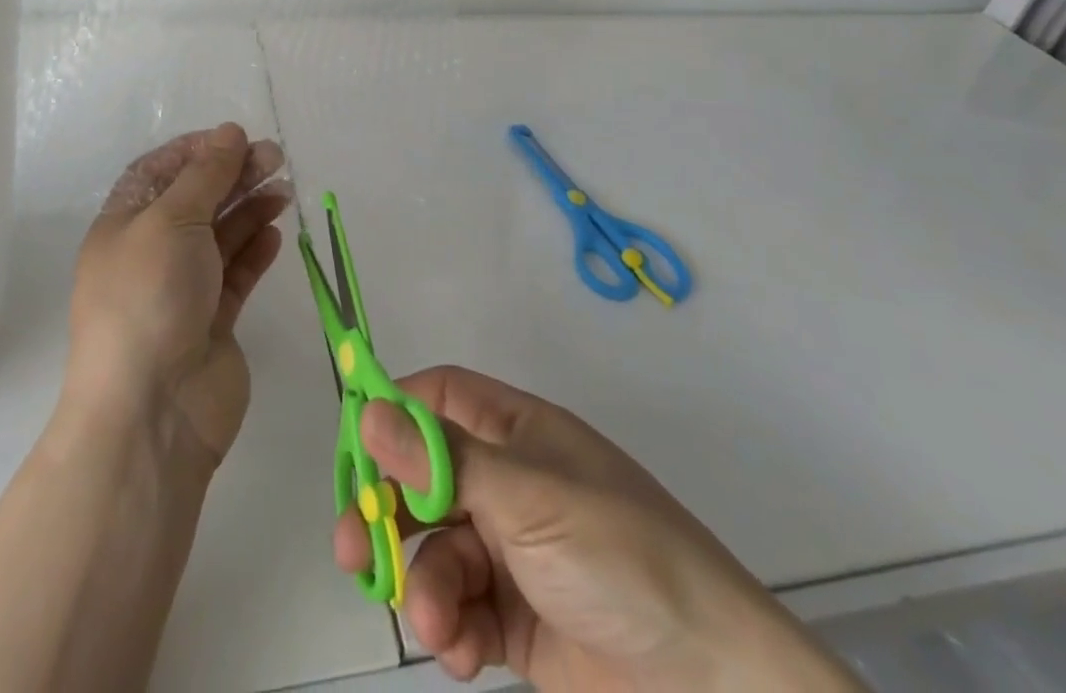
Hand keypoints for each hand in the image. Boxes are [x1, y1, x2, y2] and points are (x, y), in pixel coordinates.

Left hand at [67, 124, 288, 469]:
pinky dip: (255, 250)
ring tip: (284, 189)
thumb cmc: (148, 298)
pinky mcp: (212, 321)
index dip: (196, 151)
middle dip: (233, 175)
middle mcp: (150, 252)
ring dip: (250, 208)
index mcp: (124, 224)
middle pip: (196, 200)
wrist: (151, 411)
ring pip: (220, 235)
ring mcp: (182, 289)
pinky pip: (236, 274)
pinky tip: (276, 233)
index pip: (159, 172)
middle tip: (275, 158)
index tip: (235, 138)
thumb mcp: (171, 220)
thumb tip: (229, 132)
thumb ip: (205, 175)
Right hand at [336, 366, 860, 691]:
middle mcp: (510, 484)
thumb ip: (443, 460)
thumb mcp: (527, 497)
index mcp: (517, 434)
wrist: (713, 688)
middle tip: (353, 545)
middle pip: (425, 479)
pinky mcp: (518, 622)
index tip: (354, 445)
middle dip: (390, 511)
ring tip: (436, 622)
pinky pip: (462, 610)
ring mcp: (514, 554)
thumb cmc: (617, 555)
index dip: (395, 412)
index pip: (440, 400)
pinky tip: (461, 652)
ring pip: (439, 550)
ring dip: (426, 583)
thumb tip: (370, 408)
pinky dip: (452, 629)